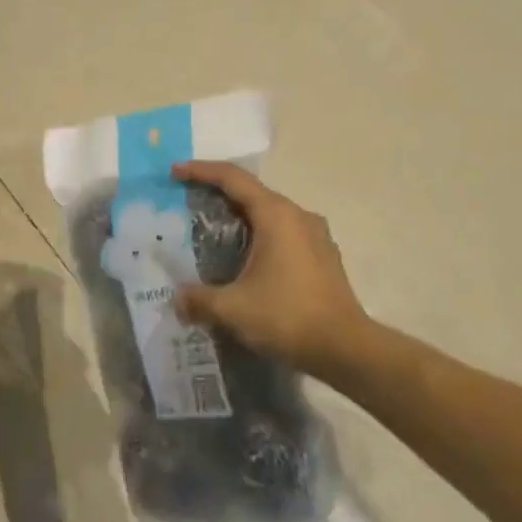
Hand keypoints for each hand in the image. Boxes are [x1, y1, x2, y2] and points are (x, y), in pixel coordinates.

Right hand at [172, 161, 376, 381]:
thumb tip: (176, 299)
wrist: (347, 351)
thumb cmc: (287, 317)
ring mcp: (316, 235)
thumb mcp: (232, 309)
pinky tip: (245, 258)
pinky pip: (283, 232)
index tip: (174, 172)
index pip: (232, 178)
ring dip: (240, 216)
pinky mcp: (323, 256)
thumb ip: (198, 299)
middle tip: (188, 202)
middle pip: (251, 192)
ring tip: (213, 231)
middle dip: (217, 193)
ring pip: (269, 213)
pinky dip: (259, 235)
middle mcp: (298, 216)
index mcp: (276, 215)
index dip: (200, 171)